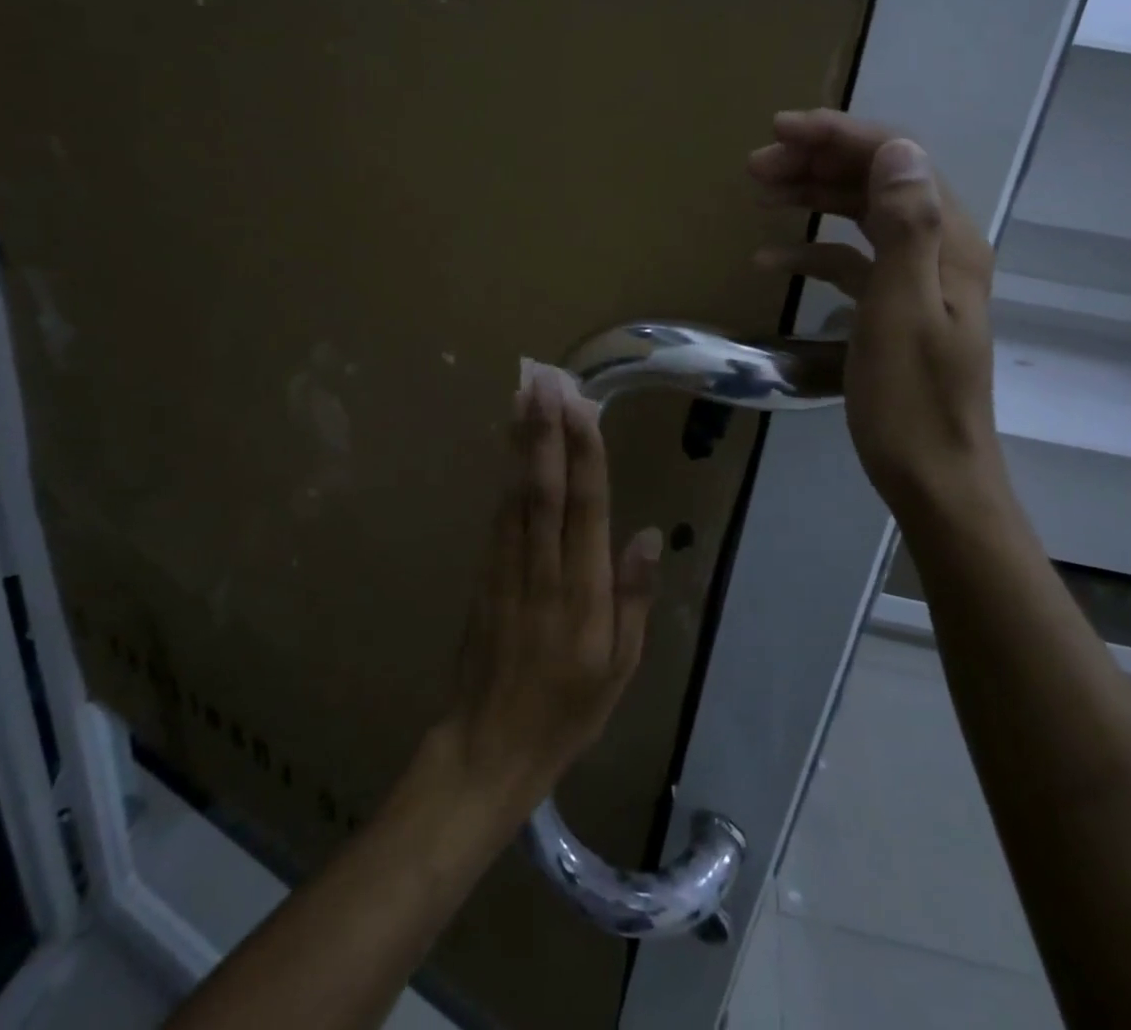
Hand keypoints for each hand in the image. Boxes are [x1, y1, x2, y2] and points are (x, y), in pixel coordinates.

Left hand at [433, 368, 662, 812]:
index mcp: (583, 595)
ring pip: (515, 496)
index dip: (584, 454)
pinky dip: (504, 477)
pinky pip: (497, 518)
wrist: (486, 749)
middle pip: (544, 490)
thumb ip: (633, 597)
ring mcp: (505, 573)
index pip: (585, 509)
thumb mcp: (621, 669)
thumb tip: (648, 534)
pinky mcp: (482, 578)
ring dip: (521, 444)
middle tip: (543, 381)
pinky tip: (509, 450)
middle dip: (545, 432)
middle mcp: (543, 572)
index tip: (581, 407)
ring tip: (524, 397)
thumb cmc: (567, 712)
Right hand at [749, 109, 1003, 518]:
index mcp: (948, 243)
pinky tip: (771, 258)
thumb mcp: (902, 311)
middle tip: (754, 166)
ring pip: (862, 216)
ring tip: (758, 191)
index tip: (780, 130)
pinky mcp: (894, 308)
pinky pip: (852, 261)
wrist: (933, 478)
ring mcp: (917, 279)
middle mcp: (939, 249)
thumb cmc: (911, 401)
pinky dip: (814, 251)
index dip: (840, 135)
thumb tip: (896, 148)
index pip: (897, 159)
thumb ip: (906, 227)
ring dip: (812, 197)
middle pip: (877, 181)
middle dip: (816, 162)